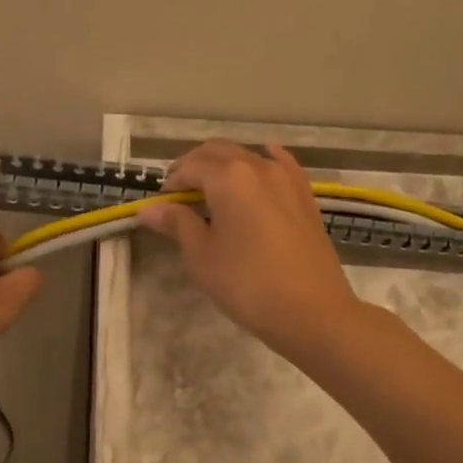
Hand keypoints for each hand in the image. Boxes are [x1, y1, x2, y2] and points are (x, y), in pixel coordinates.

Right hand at [136, 141, 358, 356]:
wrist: (313, 311)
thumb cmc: (247, 284)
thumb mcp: (202, 256)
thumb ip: (177, 224)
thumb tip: (149, 209)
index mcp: (228, 177)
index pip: (190, 166)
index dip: (172, 182)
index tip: (161, 204)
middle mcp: (258, 166)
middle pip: (218, 152)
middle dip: (194, 166)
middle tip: (179, 194)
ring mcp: (286, 178)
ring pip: (247, 156)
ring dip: (224, 165)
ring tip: (211, 191)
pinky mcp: (305, 195)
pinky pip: (281, 165)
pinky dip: (264, 160)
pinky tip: (263, 158)